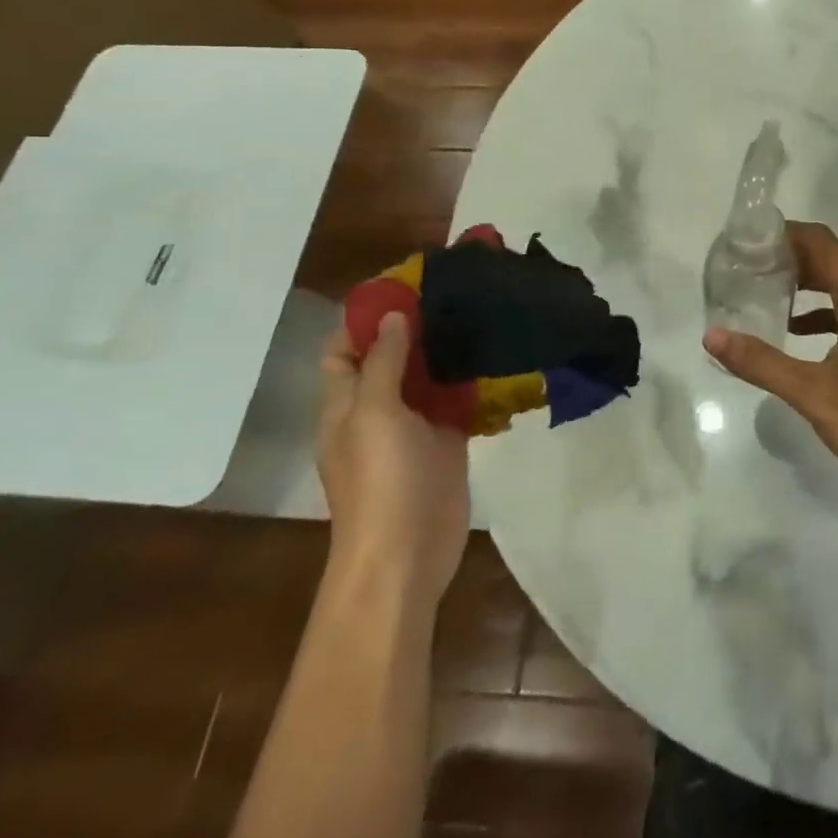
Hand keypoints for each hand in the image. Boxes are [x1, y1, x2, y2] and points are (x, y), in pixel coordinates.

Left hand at [318, 312, 470, 596]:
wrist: (407, 550)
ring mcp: (413, 427)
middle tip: (452, 292)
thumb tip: (395, 317)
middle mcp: (376, 410)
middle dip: (414, 327)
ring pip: (427, 377)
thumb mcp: (374, 413)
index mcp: (344, 404)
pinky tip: (495, 356)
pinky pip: (457, 401)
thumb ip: (384, 363)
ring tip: (478, 313)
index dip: (363, 320)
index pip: (343, 350)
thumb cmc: (380, 480)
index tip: (401, 287)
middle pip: (390, 359)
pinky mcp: (446, 441)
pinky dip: (471, 380)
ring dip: (445, 351)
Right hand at [702, 222, 837, 504]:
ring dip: (804, 284)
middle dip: (787, 258)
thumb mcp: (816, 396)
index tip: (745, 242)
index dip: (783, 234)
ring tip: (760, 294)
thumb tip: (712, 336)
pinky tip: (795, 333)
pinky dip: (822, 311)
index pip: (820, 242)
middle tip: (743, 268)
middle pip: (829, 258)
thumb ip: (763, 364)